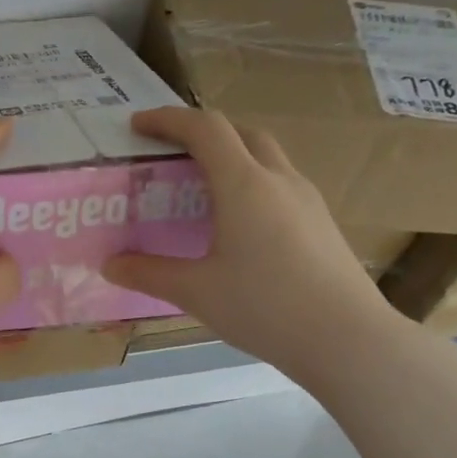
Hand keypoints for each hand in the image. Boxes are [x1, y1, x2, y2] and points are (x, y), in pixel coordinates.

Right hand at [103, 106, 401, 379]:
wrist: (346, 337)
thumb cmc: (264, 306)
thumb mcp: (195, 292)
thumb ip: (149, 273)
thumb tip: (110, 265)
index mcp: (244, 185)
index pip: (205, 129)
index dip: (168, 120)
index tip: (137, 126)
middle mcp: (279, 180)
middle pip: (242, 133)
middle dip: (203, 134)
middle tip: (172, 155)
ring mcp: (307, 200)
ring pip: (266, 158)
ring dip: (231, 158)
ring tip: (201, 191)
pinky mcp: (321, 223)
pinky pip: (279, 186)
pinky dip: (251, 186)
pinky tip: (238, 226)